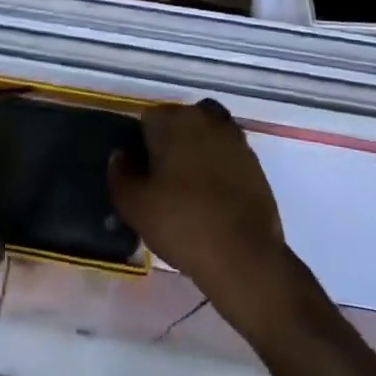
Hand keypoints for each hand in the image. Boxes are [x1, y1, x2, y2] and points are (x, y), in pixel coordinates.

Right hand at [108, 100, 289, 322]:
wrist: (245, 257)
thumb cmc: (183, 223)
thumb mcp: (134, 205)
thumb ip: (120, 173)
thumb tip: (121, 155)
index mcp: (174, 120)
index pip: (147, 120)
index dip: (140, 146)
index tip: (141, 174)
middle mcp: (205, 118)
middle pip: (179, 123)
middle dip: (170, 143)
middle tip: (163, 181)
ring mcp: (234, 138)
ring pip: (205, 136)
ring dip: (196, 153)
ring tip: (188, 189)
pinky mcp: (255, 162)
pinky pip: (226, 156)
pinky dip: (218, 168)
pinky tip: (212, 199)